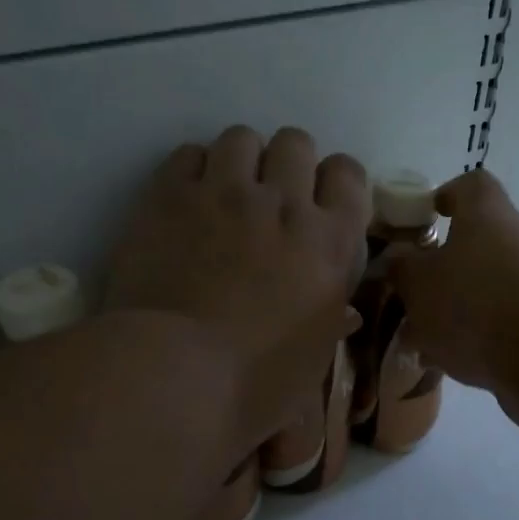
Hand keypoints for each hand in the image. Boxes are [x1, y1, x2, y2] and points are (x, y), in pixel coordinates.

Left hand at [105, 126, 367, 457]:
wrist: (177, 374)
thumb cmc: (258, 383)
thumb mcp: (315, 357)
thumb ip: (330, 319)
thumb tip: (342, 314)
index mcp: (330, 242)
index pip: (348, 174)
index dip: (334, 181)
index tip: (319, 202)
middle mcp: (284, 203)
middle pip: (296, 142)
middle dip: (287, 163)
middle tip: (270, 198)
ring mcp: (225, 192)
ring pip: (241, 136)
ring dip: (240, 160)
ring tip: (225, 192)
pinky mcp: (170, 194)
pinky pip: (188, 153)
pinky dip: (192, 170)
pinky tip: (186, 200)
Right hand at [387, 170, 518, 426]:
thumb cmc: (476, 302)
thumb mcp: (420, 284)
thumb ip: (403, 269)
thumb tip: (397, 257)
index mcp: (487, 215)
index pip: (471, 185)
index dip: (447, 195)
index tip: (428, 215)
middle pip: (480, 242)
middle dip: (446, 269)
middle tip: (415, 296)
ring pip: (491, 288)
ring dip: (461, 310)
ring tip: (427, 343)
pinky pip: (508, 322)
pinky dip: (483, 338)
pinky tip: (457, 367)